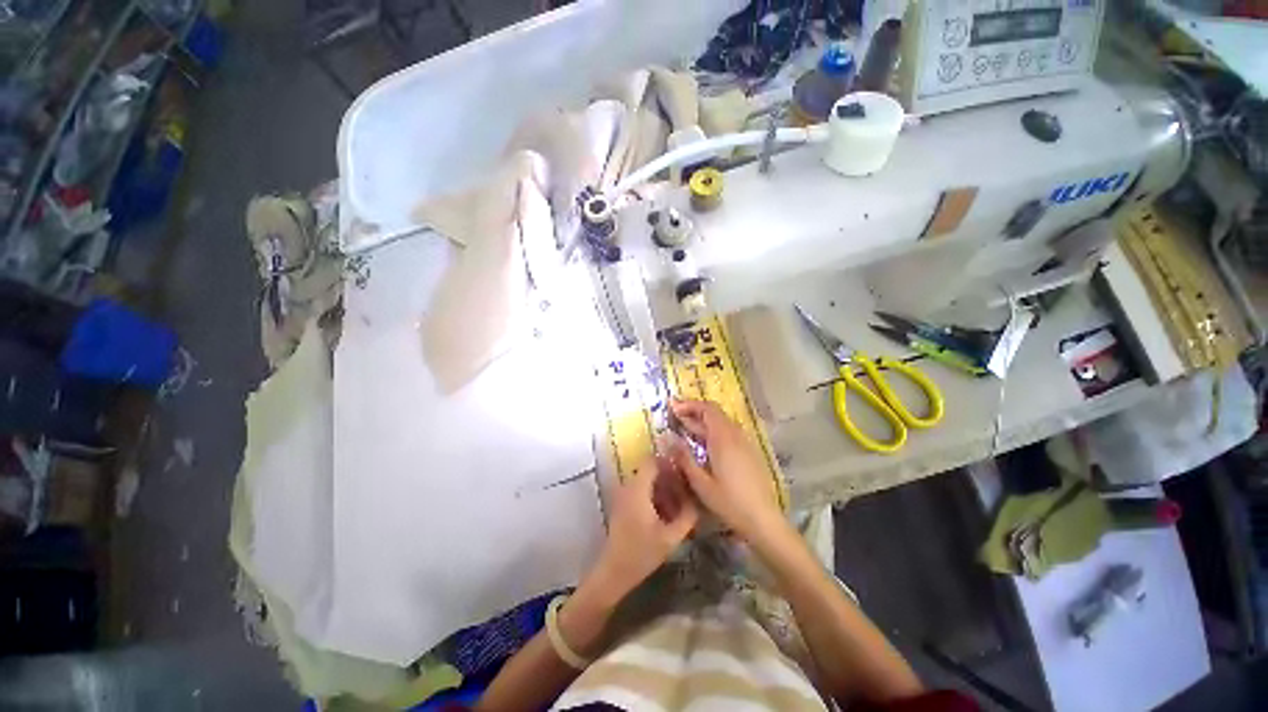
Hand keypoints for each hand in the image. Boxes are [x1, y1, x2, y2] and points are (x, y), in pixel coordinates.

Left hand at [592, 453, 697, 596]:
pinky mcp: (624, 504)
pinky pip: (642, 490)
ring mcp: (624, 495)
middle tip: (688, 489)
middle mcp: (628, 486)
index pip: (652, 460)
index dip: (669, 461)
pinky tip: (667, 513)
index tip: (686, 469)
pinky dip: (655, 496)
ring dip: (664, 488)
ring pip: (647, 481)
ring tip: (681, 503)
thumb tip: (698, 500)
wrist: (614, 571)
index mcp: (638, 489)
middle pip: (651, 470)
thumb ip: (687, 516)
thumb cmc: (642, 553)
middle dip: (670, 477)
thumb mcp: (671, 537)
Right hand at [667, 399, 787, 544]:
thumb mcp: (700, 482)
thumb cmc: (729, 502)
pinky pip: (729, 432)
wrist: (763, 519)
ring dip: (703, 422)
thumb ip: (683, 457)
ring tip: (685, 429)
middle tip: (674, 417)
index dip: (688, 405)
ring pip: (722, 422)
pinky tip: (704, 445)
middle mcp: (735, 434)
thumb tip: (665, 437)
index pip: (707, 409)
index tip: (672, 407)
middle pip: (714, 413)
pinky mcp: (749, 452)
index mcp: (723, 438)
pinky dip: (713, 431)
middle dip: (693, 412)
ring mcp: (745, 442)